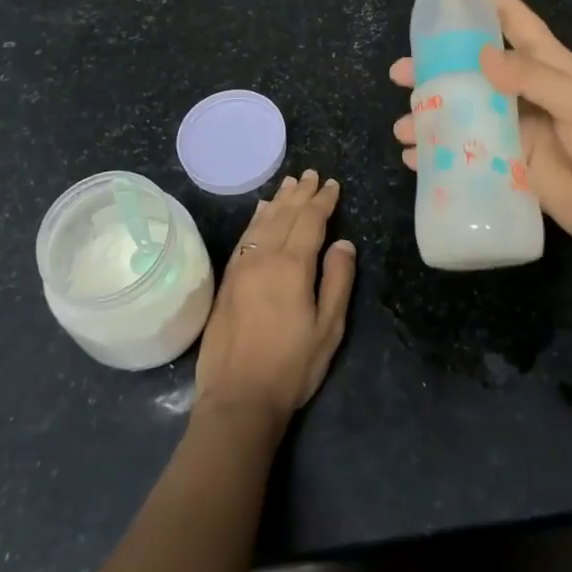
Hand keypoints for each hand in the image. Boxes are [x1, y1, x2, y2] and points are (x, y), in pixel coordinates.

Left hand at [195, 172, 356, 430]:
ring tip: (290, 183)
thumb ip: (337, 281)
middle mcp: (264, 257)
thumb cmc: (292, 366)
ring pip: (263, 221)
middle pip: (285, 215)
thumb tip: (344, 243)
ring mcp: (242, 266)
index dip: (323, 201)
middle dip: (301, 193)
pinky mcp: (228, 279)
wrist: (238, 397)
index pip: (310, 221)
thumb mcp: (328, 328)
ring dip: (278, 200)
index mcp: (292, 266)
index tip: (333, 185)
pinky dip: (256, 218)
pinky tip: (261, 211)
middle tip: (312, 174)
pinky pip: (245, 236)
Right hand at [391, 0, 571, 250]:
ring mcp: (512, 127)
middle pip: (470, 66)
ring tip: (403, 126)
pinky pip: (463, 151)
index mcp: (545, 64)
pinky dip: (436, 153)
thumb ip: (532, 78)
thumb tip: (480, 55)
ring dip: (428, 114)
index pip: (510, 17)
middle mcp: (522, 90)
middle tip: (399, 71)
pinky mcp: (506, 162)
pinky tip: (414, 158)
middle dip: (433, 65)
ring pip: (460, 110)